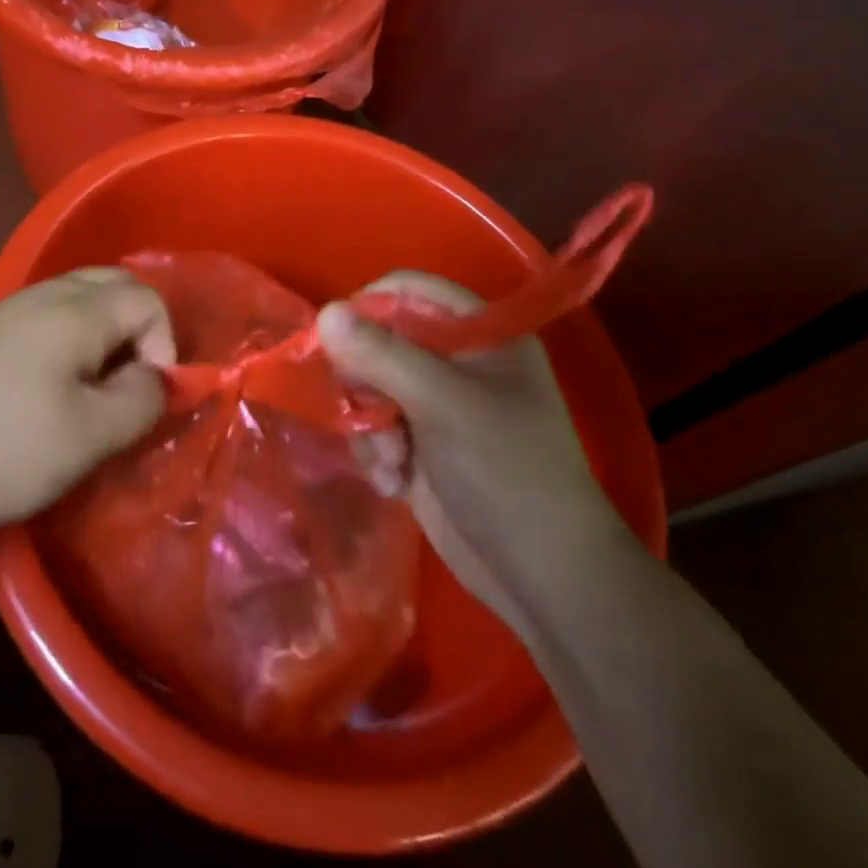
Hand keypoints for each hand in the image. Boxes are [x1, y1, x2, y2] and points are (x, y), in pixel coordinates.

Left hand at [0, 269, 174, 559]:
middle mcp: (42, 295)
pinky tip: (56, 389)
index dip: (165, 344)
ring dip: (105, 334)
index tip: (150, 397)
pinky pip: (48, 318)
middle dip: (138, 328)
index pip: (146, 298)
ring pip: (78, 299)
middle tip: (133, 384)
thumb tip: (158, 377)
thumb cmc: (5, 452)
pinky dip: (72, 341)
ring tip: (99, 390)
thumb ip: (142, 398)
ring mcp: (8, 312)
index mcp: (73, 310)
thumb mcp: (91, 435)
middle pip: (112, 284)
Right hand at [316, 272, 629, 638]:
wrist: (543, 577)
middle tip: (368, 410)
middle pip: (380, 338)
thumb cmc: (506, 471)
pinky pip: (374, 427)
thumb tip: (324, 313)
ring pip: (369, 386)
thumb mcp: (442, 403)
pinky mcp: (420, 445)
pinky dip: (376, 452)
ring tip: (391, 460)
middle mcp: (456, 361)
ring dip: (369, 425)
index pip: (410, 289)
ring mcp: (436, 405)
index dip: (370, 305)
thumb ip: (381, 355)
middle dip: (365, 379)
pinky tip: (394, 482)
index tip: (337, 338)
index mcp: (479, 334)